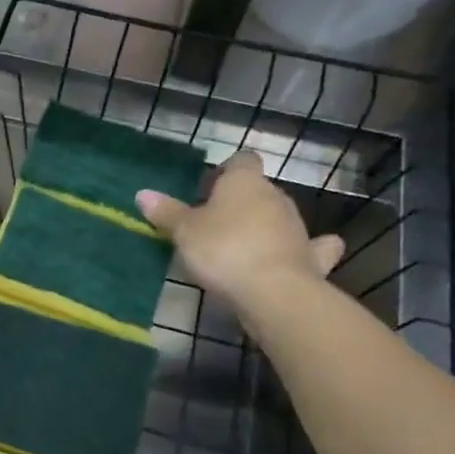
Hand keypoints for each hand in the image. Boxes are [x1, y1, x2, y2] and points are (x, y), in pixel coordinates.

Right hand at [136, 150, 343, 313]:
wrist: (273, 292)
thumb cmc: (223, 249)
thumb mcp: (184, 232)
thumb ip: (166, 213)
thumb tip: (143, 194)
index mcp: (245, 182)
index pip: (241, 161)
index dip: (226, 171)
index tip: (207, 189)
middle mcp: (275, 197)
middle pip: (258, 190)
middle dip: (239, 203)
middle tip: (212, 224)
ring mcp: (297, 227)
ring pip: (278, 217)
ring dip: (263, 227)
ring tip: (238, 247)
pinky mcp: (311, 257)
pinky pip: (310, 247)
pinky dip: (306, 249)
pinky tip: (299, 254)